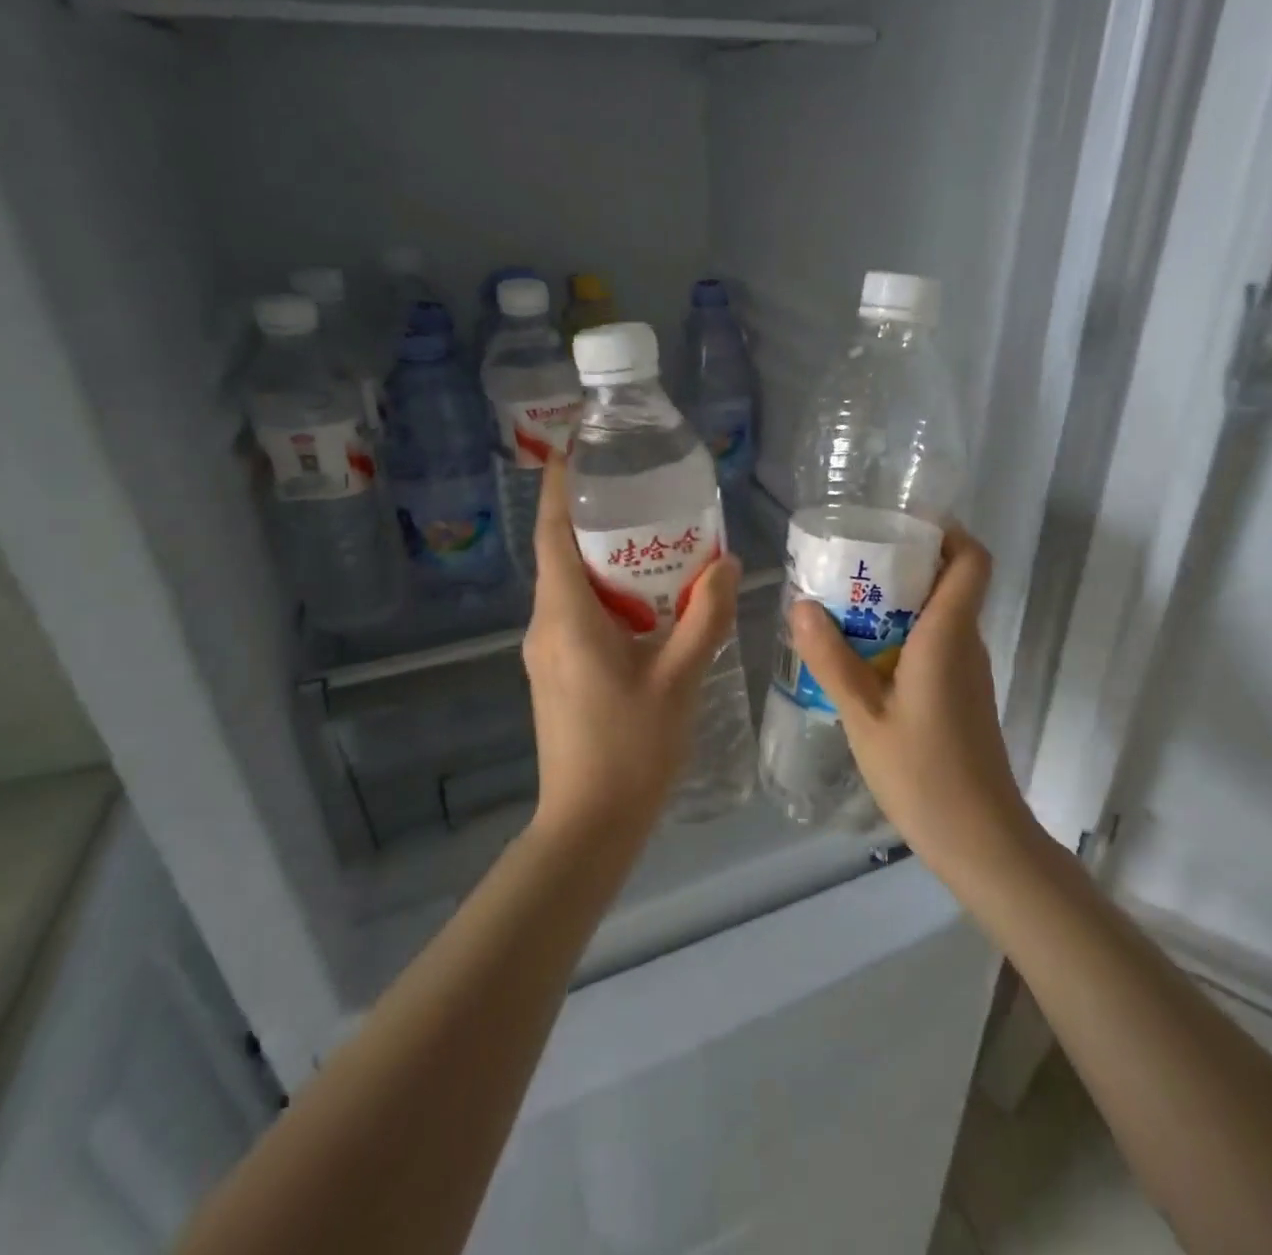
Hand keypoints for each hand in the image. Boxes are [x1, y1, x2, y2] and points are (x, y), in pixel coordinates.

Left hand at [522, 460, 741, 842]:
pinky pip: (575, 614)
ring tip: (651, 539)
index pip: (552, 534)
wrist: (590, 823)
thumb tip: (726, 563)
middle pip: (560, 554)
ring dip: (602, 559)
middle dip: (592, 518)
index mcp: (566, 617)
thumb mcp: (679, 678)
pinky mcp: (555, 673)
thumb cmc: (632, 747)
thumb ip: (706, 617)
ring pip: (569, 586)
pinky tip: (646, 602)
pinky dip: (605, 594)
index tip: (573, 450)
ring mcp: (545, 652)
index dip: (558, 489)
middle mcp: (545, 626)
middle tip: (639, 490)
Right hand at [788, 525, 1033, 871]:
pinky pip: (937, 644)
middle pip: (950, 581)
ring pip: (941, 614)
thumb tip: (802, 604)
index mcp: (948, 636)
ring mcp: (968, 671)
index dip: (948, 532)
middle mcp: (966, 643)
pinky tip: (862, 656)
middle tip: (851, 563)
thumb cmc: (923, 773)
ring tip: (845, 605)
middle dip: (906, 563)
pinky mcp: (962, 694)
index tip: (903, 524)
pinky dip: (904, 634)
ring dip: (901, 601)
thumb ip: (832, 659)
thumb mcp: (863, 716)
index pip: (972, 561)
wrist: (979, 839)